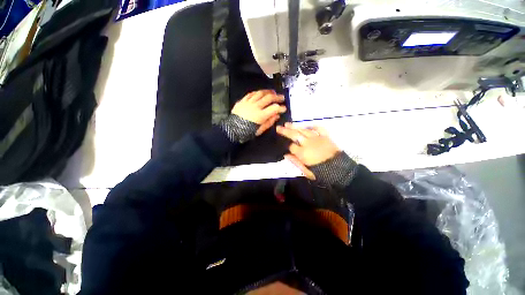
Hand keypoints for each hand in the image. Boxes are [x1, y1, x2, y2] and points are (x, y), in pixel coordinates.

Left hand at [232, 90, 286, 135]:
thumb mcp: (260, 130)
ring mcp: (248, 102)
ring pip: (260, 93)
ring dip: (268, 92)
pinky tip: (260, 93)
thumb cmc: (247, 132)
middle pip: (268, 98)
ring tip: (273, 92)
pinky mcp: (242, 101)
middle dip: (277, 97)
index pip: (274, 108)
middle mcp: (255, 106)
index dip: (281, 108)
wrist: (232, 130)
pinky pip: (251, 94)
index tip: (284, 108)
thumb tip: (277, 115)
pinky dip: (257, 93)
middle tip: (282, 97)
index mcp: (260, 115)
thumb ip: (269, 122)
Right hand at [276, 123, 339, 179]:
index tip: (286, 146)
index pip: (291, 146)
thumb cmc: (322, 173)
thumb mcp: (306, 171)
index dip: (287, 145)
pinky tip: (308, 125)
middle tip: (278, 127)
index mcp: (302, 153)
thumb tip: (286, 155)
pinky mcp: (325, 136)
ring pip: (304, 130)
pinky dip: (313, 126)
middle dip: (285, 131)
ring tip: (288, 124)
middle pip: (294, 135)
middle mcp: (308, 143)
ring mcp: (317, 138)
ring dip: (295, 127)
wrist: (340, 170)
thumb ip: (295, 162)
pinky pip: (318, 128)